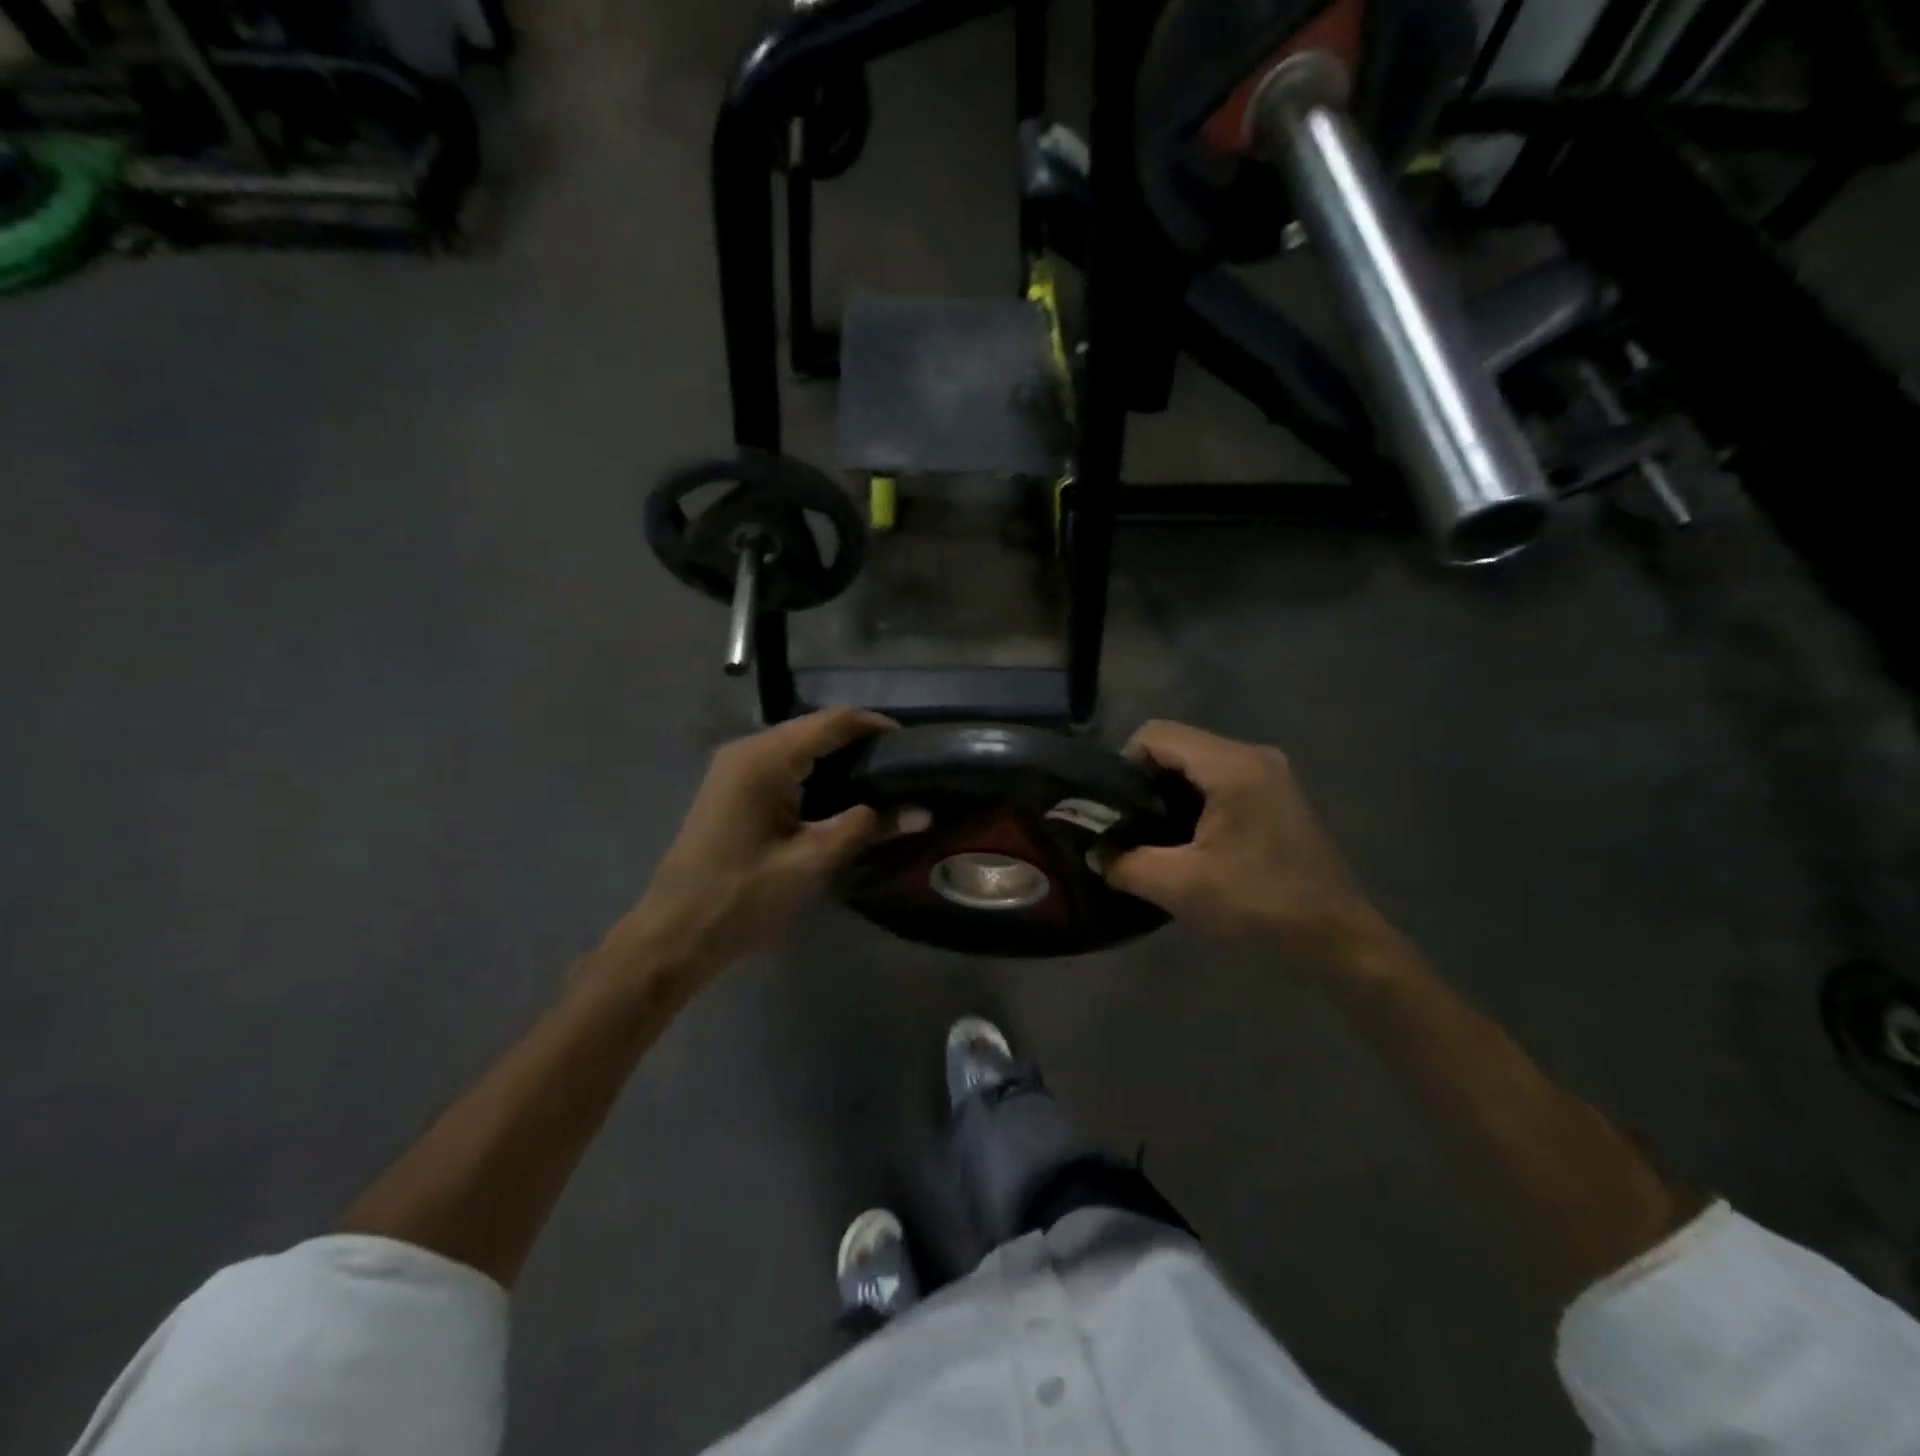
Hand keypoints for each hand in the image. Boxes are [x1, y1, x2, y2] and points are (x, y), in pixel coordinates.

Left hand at [608, 709, 893, 984]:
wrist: (672, 935)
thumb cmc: (740, 898)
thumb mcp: (810, 863)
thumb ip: (865, 828)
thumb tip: (920, 811)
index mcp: (765, 759)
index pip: (832, 721)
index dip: (875, 725)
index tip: (915, 744)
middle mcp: (747, 750)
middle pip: (815, 728)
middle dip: (860, 741)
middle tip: (904, 766)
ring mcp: (735, 768)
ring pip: (799, 745)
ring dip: (839, 757)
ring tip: (883, 779)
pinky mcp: (732, 788)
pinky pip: (783, 764)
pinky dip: (816, 772)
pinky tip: (841, 795)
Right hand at [1105, 721, 1387, 966]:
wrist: (1335, 933)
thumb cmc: (1259, 902)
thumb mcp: (1180, 886)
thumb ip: (1126, 864)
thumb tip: (1096, 853)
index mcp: (1231, 766)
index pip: (1156, 734)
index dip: (1124, 763)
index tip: (1115, 806)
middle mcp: (1253, 755)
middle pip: (1179, 744)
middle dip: (1146, 779)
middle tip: (1131, 823)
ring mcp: (1271, 772)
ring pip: (1200, 761)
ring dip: (1171, 790)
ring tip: (1156, 833)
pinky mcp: (1278, 792)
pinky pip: (1222, 777)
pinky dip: (1197, 798)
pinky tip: (1192, 838)